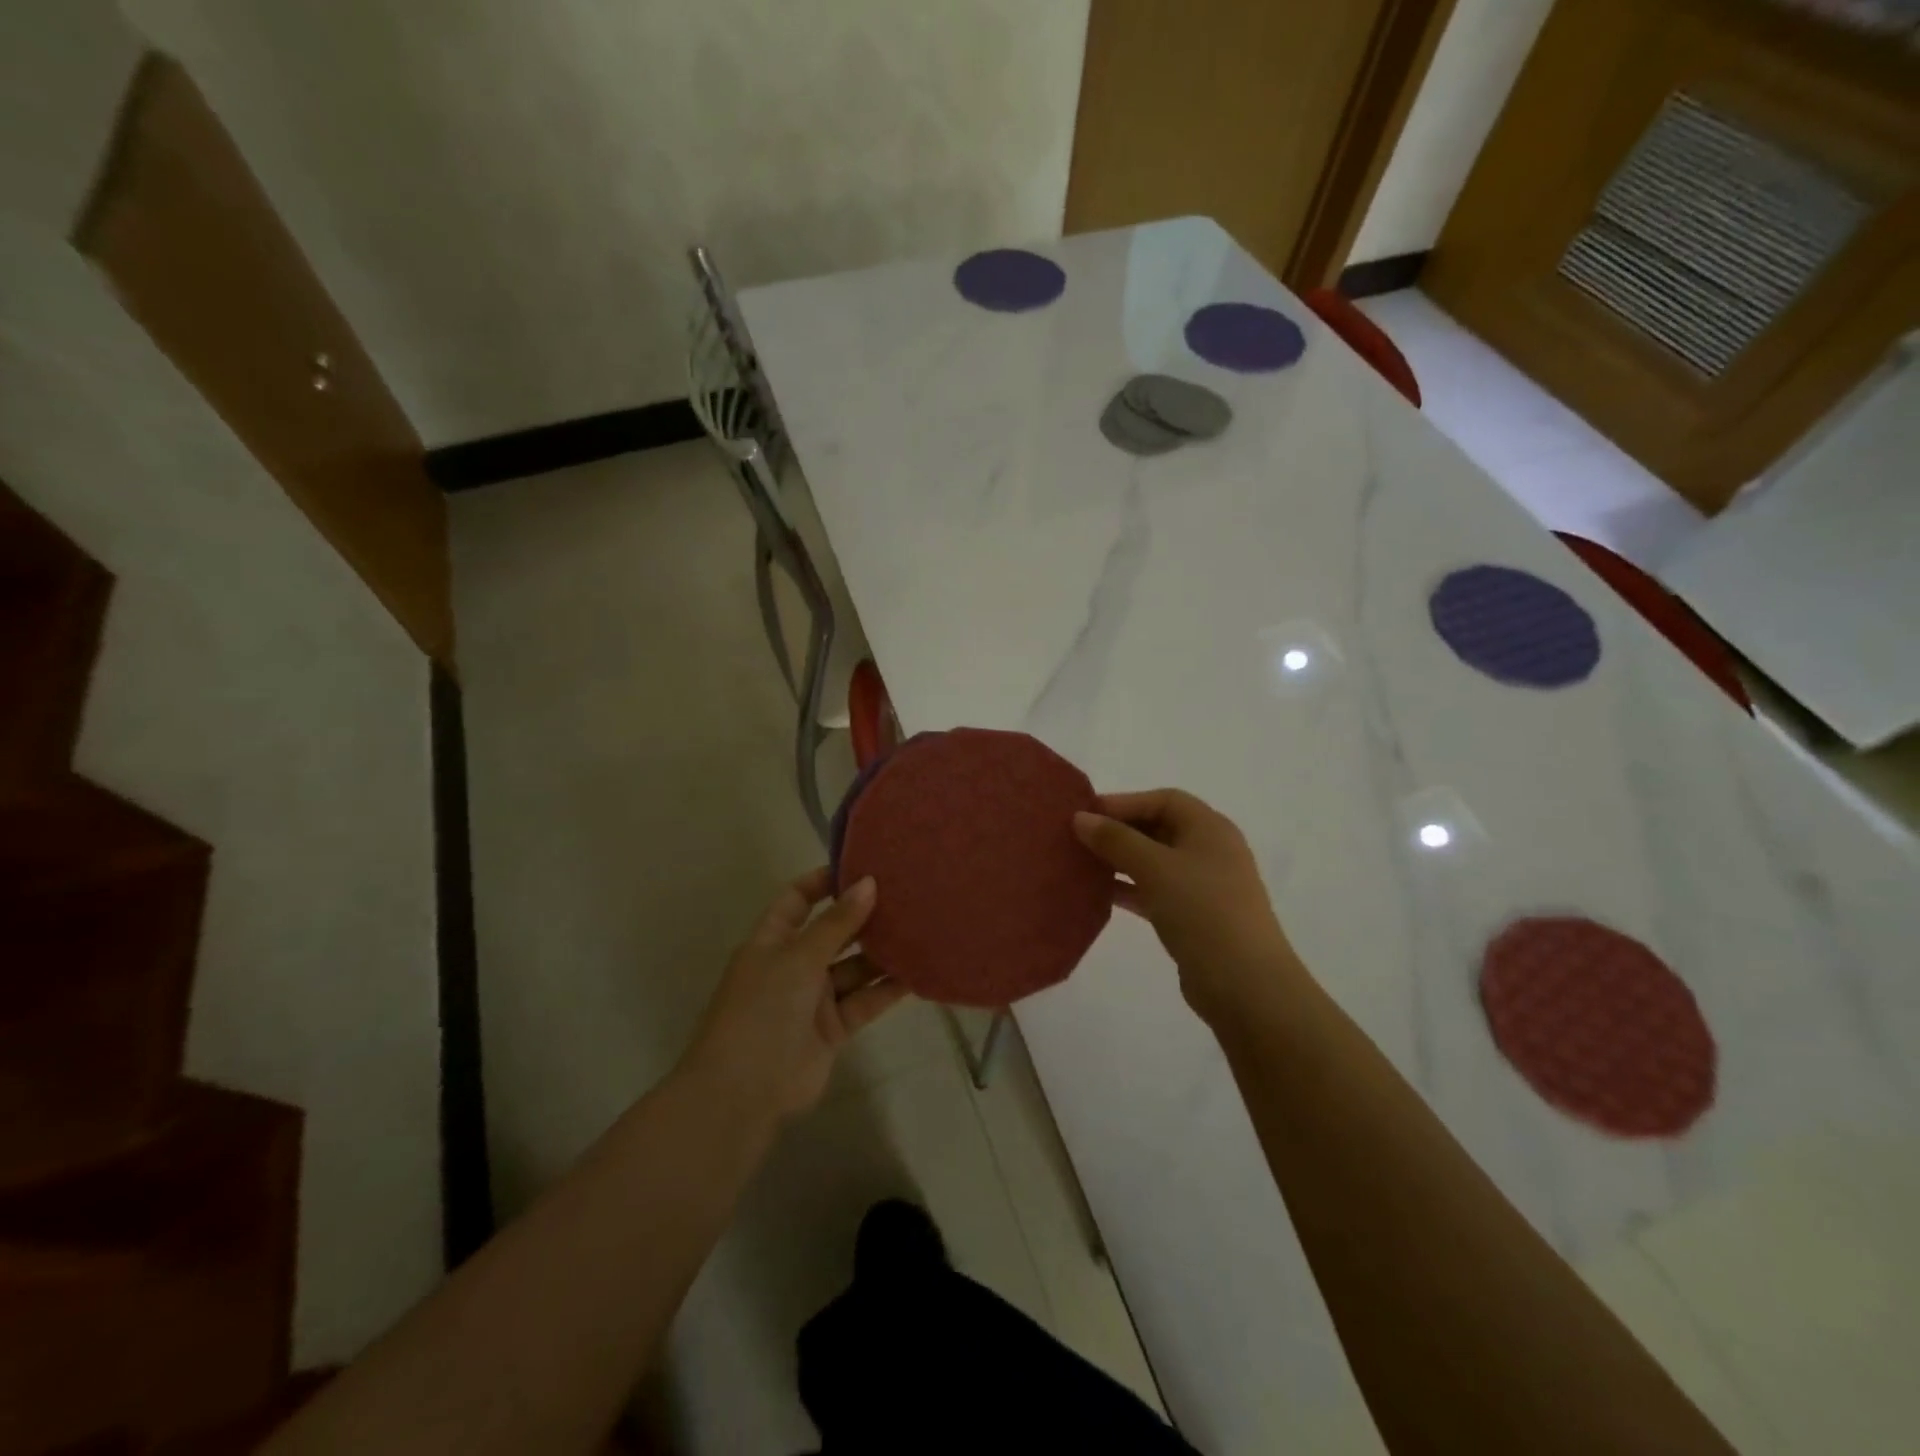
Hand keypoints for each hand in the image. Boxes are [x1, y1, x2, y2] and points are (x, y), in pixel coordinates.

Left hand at [681, 868, 907, 1125]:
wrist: (744, 1092)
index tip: (862, 867)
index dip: (824, 882)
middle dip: (863, 916)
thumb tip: (868, 882)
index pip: (797, 899)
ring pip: (854, 967)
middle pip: (833, 932)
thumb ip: (837, 923)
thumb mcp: (798, 957)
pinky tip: (917, 973)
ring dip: (882, 953)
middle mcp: (793, 964)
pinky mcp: (833, 1028)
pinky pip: (864, 1000)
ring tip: (919, 930)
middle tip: (905, 896)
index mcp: (773, 940)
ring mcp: (814, 998)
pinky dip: (887, 989)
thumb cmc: (762, 1009)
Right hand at [1073, 789, 1301, 1025]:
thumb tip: (1081, 818)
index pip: (1163, 800)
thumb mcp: (1155, 867)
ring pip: (1155, 862)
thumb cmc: (1202, 911)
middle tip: (1078, 840)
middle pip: (1159, 828)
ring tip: (1082, 866)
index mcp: (1210, 828)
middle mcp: (1210, 850)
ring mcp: (1205, 886)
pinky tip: (1101, 895)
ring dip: (1121, 861)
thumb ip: (1116, 839)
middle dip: (1119, 831)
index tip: (1086, 814)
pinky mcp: (1196, 917)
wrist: (1245, 984)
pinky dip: (1130, 889)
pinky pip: (1156, 891)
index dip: (1124, 802)